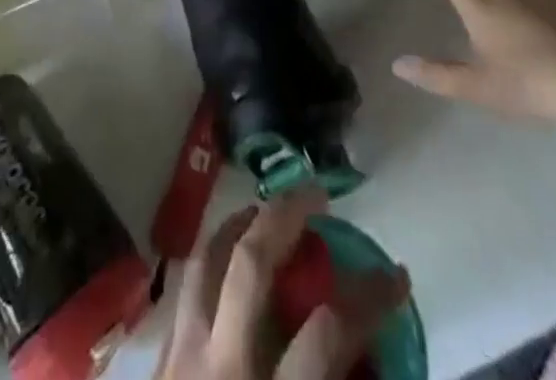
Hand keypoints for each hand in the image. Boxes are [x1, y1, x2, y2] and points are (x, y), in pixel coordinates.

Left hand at [157, 188, 408, 379]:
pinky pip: (186, 287)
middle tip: (318, 193)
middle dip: (286, 217)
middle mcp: (218, 369)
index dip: (368, 299)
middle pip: (249, 266)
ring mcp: (179, 359)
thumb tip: (379, 366)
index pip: (326, 337)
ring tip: (267, 207)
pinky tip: (228, 258)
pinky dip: (211, 259)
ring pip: (205, 260)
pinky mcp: (158, 363)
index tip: (397, 276)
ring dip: (239, 223)